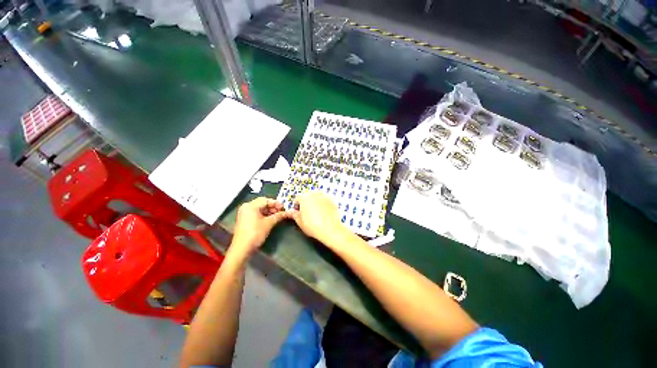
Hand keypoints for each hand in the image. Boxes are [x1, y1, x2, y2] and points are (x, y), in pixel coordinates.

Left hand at [230, 197, 289, 256]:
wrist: (242, 248)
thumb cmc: (255, 233)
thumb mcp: (269, 223)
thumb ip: (278, 216)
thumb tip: (287, 212)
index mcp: (251, 206)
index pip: (266, 200)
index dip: (276, 203)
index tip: (284, 208)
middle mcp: (246, 207)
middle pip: (262, 203)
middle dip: (273, 207)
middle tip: (281, 211)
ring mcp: (244, 213)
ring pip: (260, 208)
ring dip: (269, 211)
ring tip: (277, 216)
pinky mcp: (244, 219)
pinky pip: (256, 213)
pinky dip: (264, 214)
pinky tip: (270, 219)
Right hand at [289, 192, 348, 244]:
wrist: (330, 230)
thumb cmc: (314, 227)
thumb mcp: (300, 222)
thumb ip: (294, 215)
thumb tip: (291, 212)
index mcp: (304, 198)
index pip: (297, 199)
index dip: (296, 207)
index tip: (298, 212)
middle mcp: (314, 194)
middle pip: (307, 197)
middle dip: (306, 204)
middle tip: (307, 214)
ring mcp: (324, 196)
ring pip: (316, 198)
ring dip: (315, 203)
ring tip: (316, 214)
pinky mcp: (332, 200)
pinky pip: (325, 201)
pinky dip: (323, 205)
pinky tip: (324, 214)